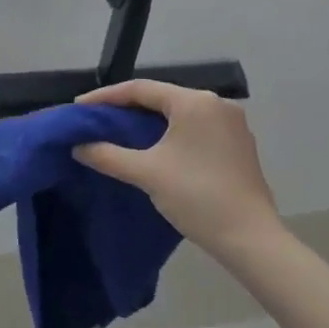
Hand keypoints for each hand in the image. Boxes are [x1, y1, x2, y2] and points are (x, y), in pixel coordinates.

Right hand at [73, 79, 282, 248]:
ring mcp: (232, 124)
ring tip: (120, 132)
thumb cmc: (197, 197)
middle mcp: (216, 104)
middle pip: (161, 98)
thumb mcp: (146, 173)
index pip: (141, 89)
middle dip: (127, 108)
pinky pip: (196, 128)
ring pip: (179, 113)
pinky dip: (171, 133)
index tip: (80, 106)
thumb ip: (108, 155)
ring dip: (149, 121)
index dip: (106, 96)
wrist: (250, 238)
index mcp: (194, 102)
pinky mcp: (239, 144)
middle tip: (97, 119)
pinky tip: (155, 147)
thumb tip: (78, 147)